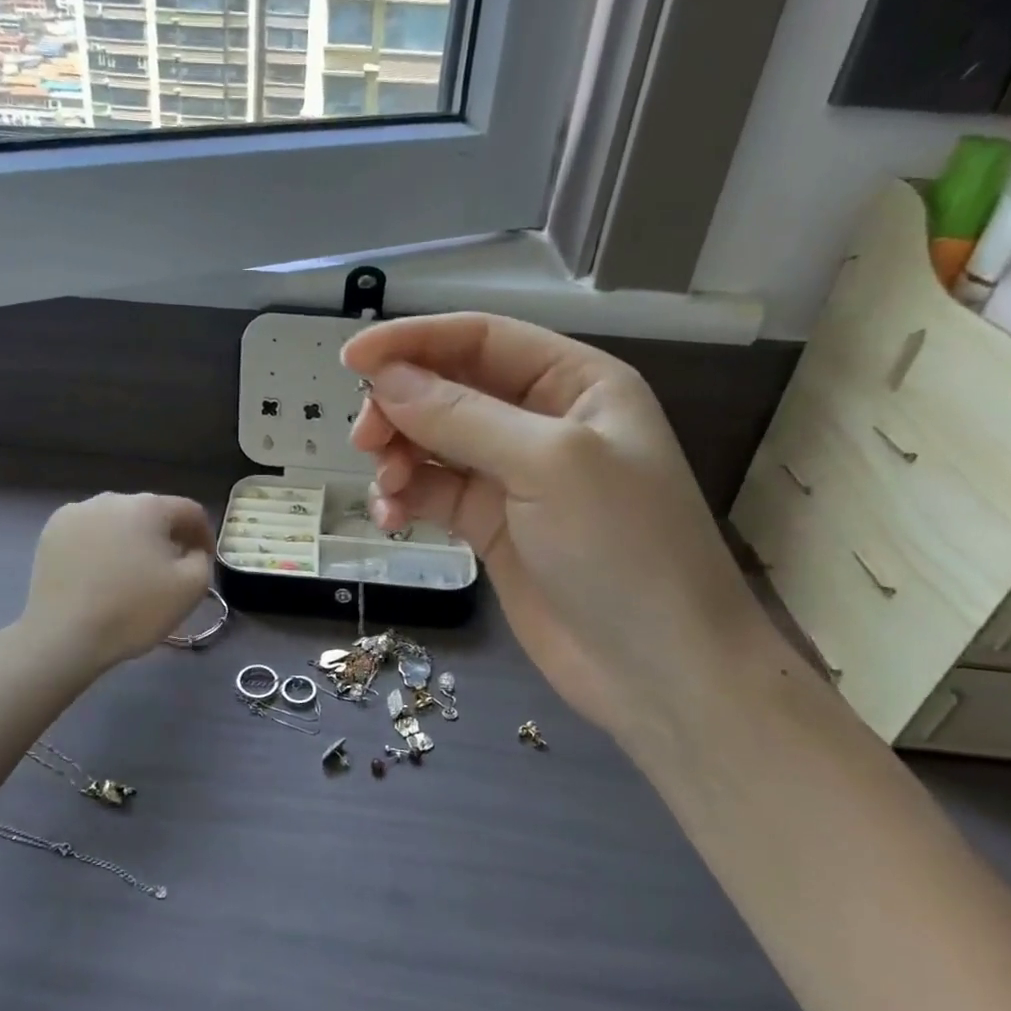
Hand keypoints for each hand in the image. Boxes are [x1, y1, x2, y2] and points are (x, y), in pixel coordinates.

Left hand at [22, 493, 216, 669]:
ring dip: (131, 540)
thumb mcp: (190, 588)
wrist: (63, 636)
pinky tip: (99, 575)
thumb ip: (201, 559)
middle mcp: (111, 499)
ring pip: (117, 522)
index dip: (203, 534)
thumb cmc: (133, 610)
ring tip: (130, 573)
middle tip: (169, 569)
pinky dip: (100, 547)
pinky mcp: (51, 532)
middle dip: (165, 537)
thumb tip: (190, 549)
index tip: (204, 560)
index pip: (189, 511)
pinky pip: (88, 533)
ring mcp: (76, 513)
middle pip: (151, 513)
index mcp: (149, 506)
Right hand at [343, 313, 771, 740]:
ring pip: (433, 443)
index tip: (352, 359)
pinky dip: (407, 497)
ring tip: (387, 490)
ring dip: (398, 457)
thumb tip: (384, 378)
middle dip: (401, 407)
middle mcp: (542, 421)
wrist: (657, 672)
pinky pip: (434, 492)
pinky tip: (393, 518)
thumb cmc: (623, 549)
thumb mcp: (549, 465)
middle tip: (363, 440)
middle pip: (449, 389)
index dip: (414, 341)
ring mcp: (514, 477)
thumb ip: (462, 416)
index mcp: (574, 383)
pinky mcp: (491, 526)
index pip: (481, 339)